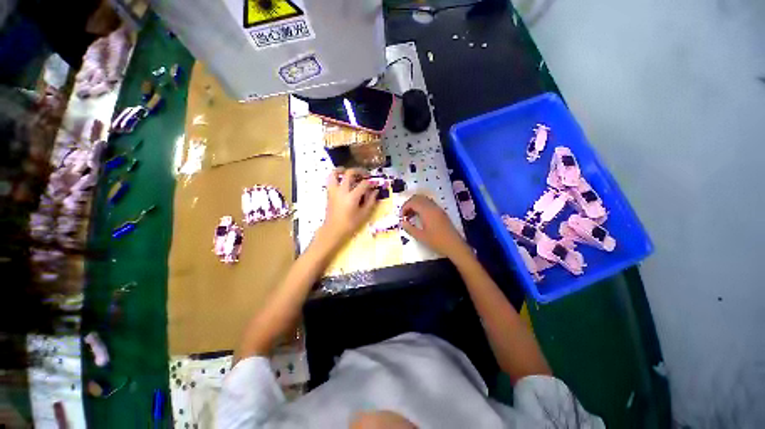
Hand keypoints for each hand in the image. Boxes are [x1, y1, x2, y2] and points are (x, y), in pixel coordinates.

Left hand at [321, 168, 378, 242]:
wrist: (333, 230)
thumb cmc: (350, 224)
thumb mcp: (364, 214)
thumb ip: (371, 201)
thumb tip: (375, 191)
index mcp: (352, 197)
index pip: (363, 183)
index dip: (370, 182)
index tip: (374, 183)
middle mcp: (342, 191)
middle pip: (349, 173)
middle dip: (359, 171)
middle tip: (365, 174)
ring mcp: (333, 191)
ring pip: (335, 173)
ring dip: (343, 170)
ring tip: (349, 172)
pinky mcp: (329, 193)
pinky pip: (331, 179)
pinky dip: (336, 176)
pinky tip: (343, 180)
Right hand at [400, 195, 471, 260]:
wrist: (454, 246)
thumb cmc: (437, 242)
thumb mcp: (420, 237)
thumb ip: (409, 228)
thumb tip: (402, 222)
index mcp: (427, 211)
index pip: (412, 202)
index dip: (404, 207)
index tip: (401, 217)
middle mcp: (433, 206)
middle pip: (418, 198)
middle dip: (409, 204)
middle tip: (405, 215)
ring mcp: (438, 208)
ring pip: (424, 200)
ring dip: (415, 205)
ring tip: (411, 216)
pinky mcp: (441, 212)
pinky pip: (429, 204)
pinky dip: (422, 207)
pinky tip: (420, 217)